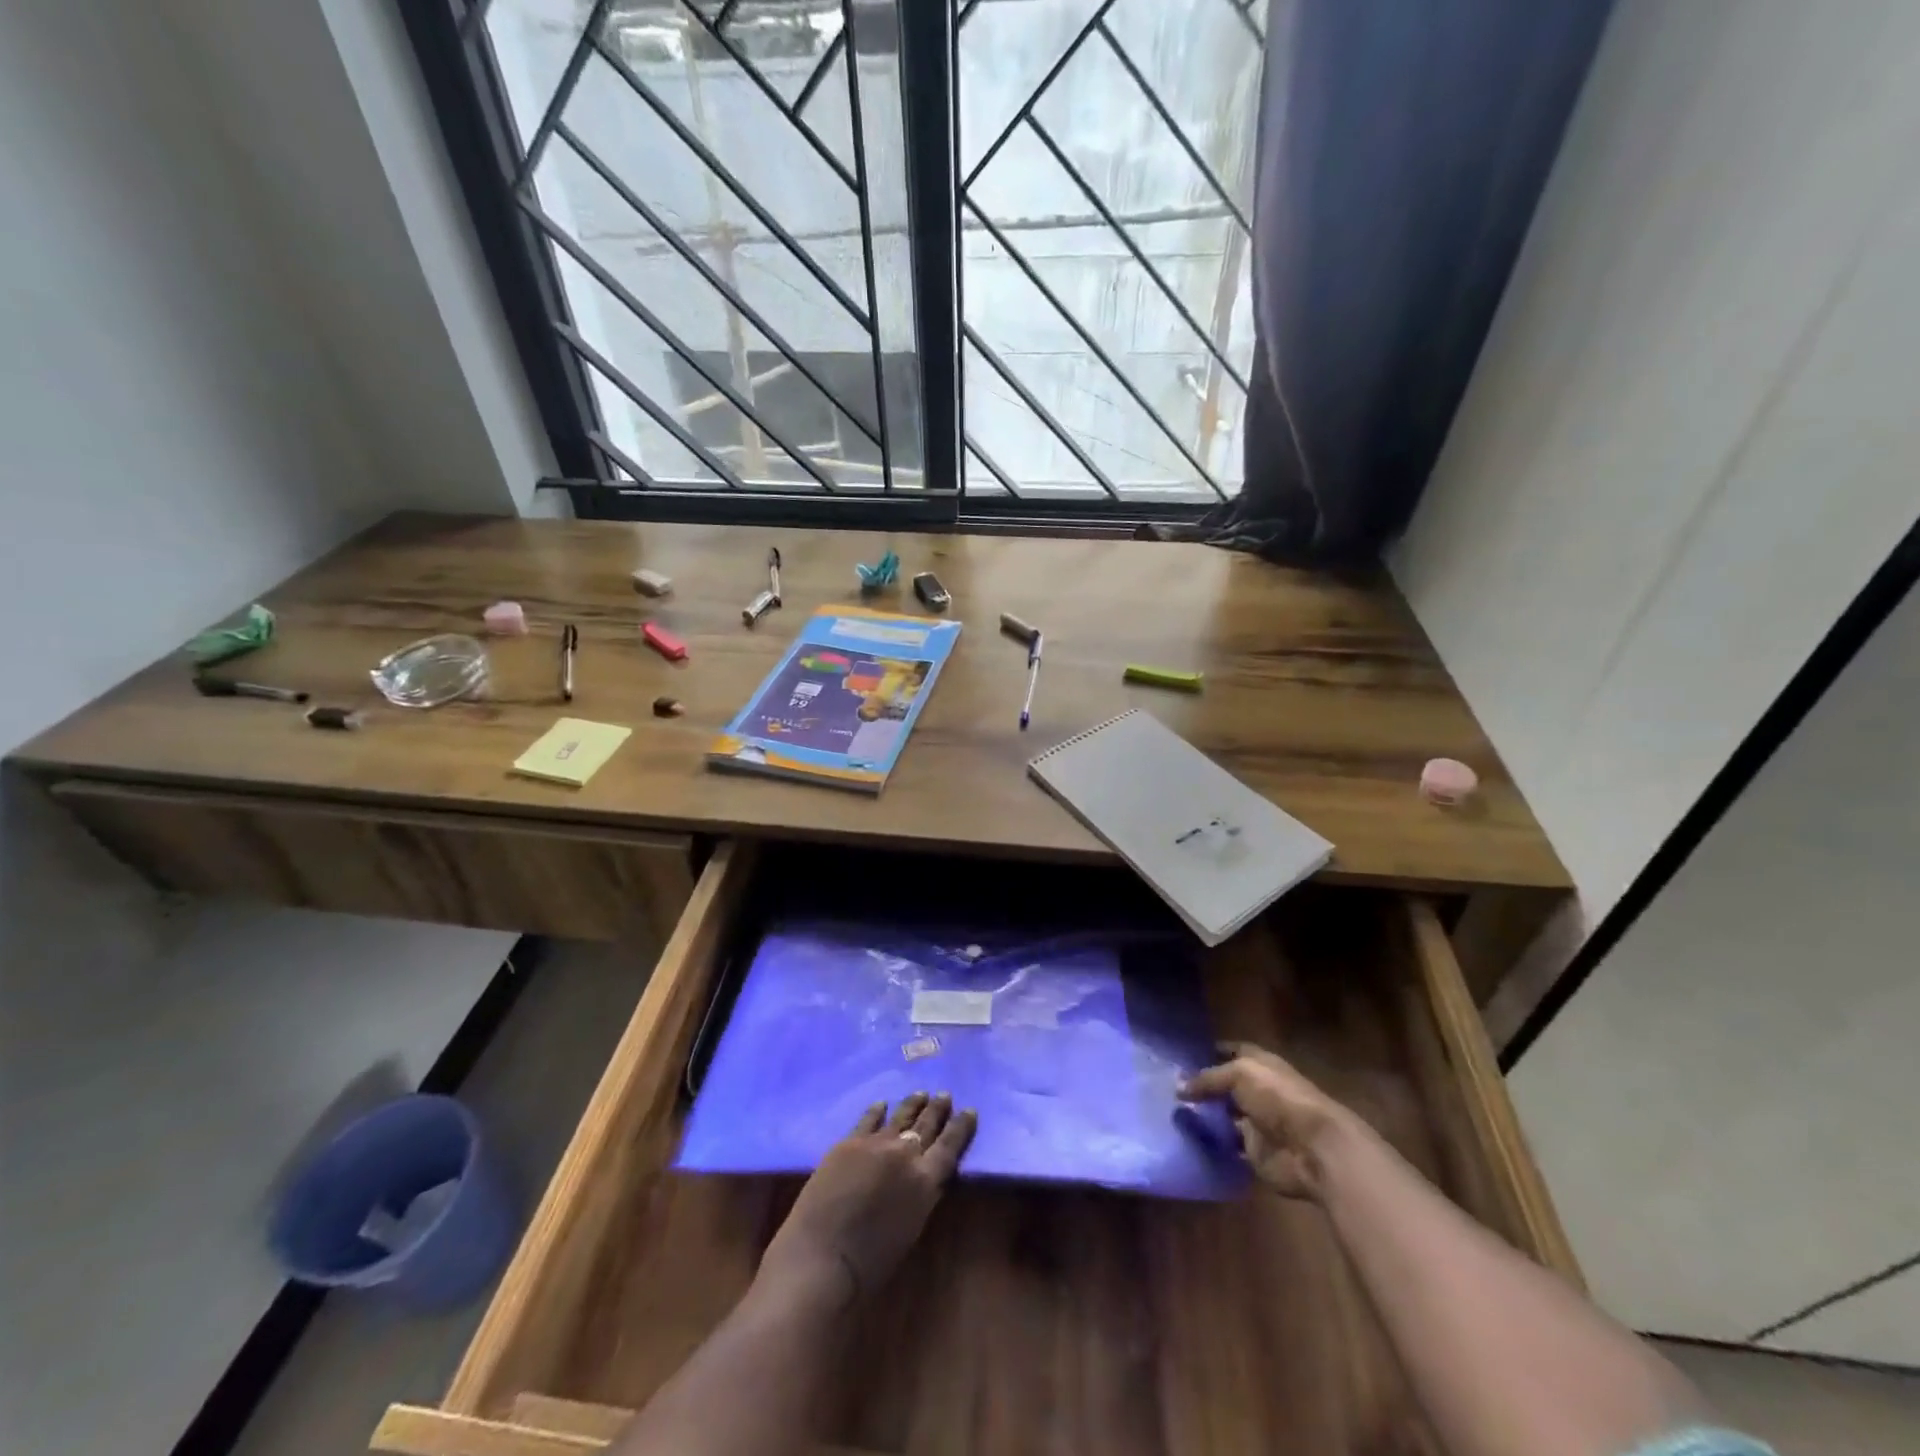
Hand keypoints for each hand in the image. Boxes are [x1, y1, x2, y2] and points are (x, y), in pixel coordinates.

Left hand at [759, 1093, 977, 1306]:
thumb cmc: (870, 1263)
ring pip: (900, 1116)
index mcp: (926, 1180)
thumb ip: (921, 1195)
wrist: (822, 1256)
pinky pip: (868, 1119)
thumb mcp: (911, 1228)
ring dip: (913, 1104)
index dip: (961, 1126)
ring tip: (921, 1093)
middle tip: (945, 1094)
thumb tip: (925, 1177)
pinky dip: (877, 1111)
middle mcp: (905, 1154)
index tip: (970, 1110)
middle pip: (926, 1125)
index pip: (950, 1146)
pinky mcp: (849, 1142)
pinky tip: (882, 1104)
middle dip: (938, 1109)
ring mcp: (876, 1143)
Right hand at [1178, 1043, 1355, 1199]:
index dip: (1212, 1050)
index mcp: (1261, 1065)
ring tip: (1170, 1111)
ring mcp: (1257, 1123)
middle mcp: (1259, 1091)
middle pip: (1226, 1086)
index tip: (1183, 1054)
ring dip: (1204, 1115)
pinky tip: (1185, 1137)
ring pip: (1224, 1116)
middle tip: (1168, 1085)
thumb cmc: (1279, 1098)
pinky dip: (1211, 1143)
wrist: (1313, 1149)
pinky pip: (1227, 1145)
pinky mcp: (1255, 1152)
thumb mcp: (1239, 1075)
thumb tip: (1178, 1088)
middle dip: (1202, 1086)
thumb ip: (1208, 1079)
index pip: (1234, 1051)